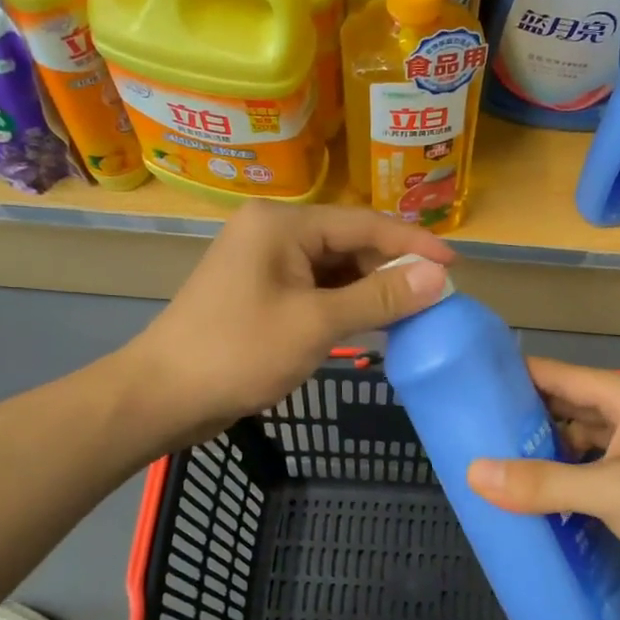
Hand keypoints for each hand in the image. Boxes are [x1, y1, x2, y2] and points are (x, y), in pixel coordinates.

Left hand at [128, 202, 455, 448]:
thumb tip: (438, 277)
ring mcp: (263, 262)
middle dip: (391, 271)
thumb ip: (379, 297)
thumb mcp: (317, 324)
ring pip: (334, 268)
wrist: (164, 395)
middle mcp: (273, 231)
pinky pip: (315, 288)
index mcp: (282, 225)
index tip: (456, 265)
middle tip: (434, 299)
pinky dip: (344, 305)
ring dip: (369, 290)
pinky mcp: (260, 290)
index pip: (364, 224)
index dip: (413, 244)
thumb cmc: (239, 353)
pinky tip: (370, 324)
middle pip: (349, 243)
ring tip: (409, 315)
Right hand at [466, 359, 619, 619]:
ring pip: (580, 440)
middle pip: (569, 406)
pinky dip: (565, 478)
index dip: (517, 377)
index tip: (470, 387)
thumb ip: (544, 482)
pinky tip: (533, 495)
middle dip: (525, 418)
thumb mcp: (612, 493)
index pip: (563, 374)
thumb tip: (475, 473)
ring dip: (544, 451)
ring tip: (494, 463)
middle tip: (473, 432)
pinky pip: (592, 470)